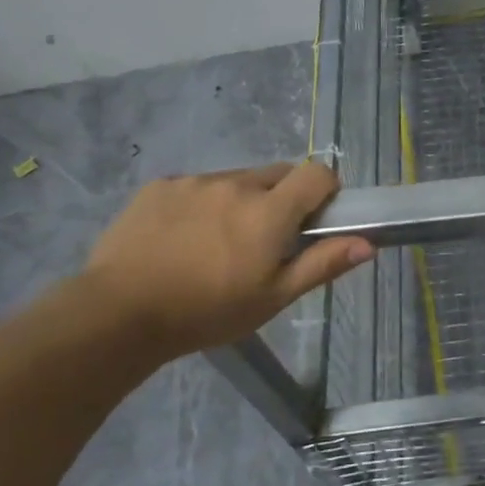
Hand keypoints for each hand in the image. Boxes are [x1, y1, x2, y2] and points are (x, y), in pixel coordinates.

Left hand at [79, 162, 371, 361]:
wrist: (117, 313)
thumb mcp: (273, 297)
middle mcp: (236, 184)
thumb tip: (367, 244)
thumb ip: (322, 264)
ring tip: (217, 242)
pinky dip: (203, 203)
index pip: (317, 173)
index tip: (317, 218)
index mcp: (269, 211)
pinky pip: (197, 185)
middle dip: (283, 198)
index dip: (326, 190)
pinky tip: (182, 238)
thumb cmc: (207, 311)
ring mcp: (195, 182)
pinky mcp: (160, 186)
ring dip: (242, 201)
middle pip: (278, 174)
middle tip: (266, 239)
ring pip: (236, 180)